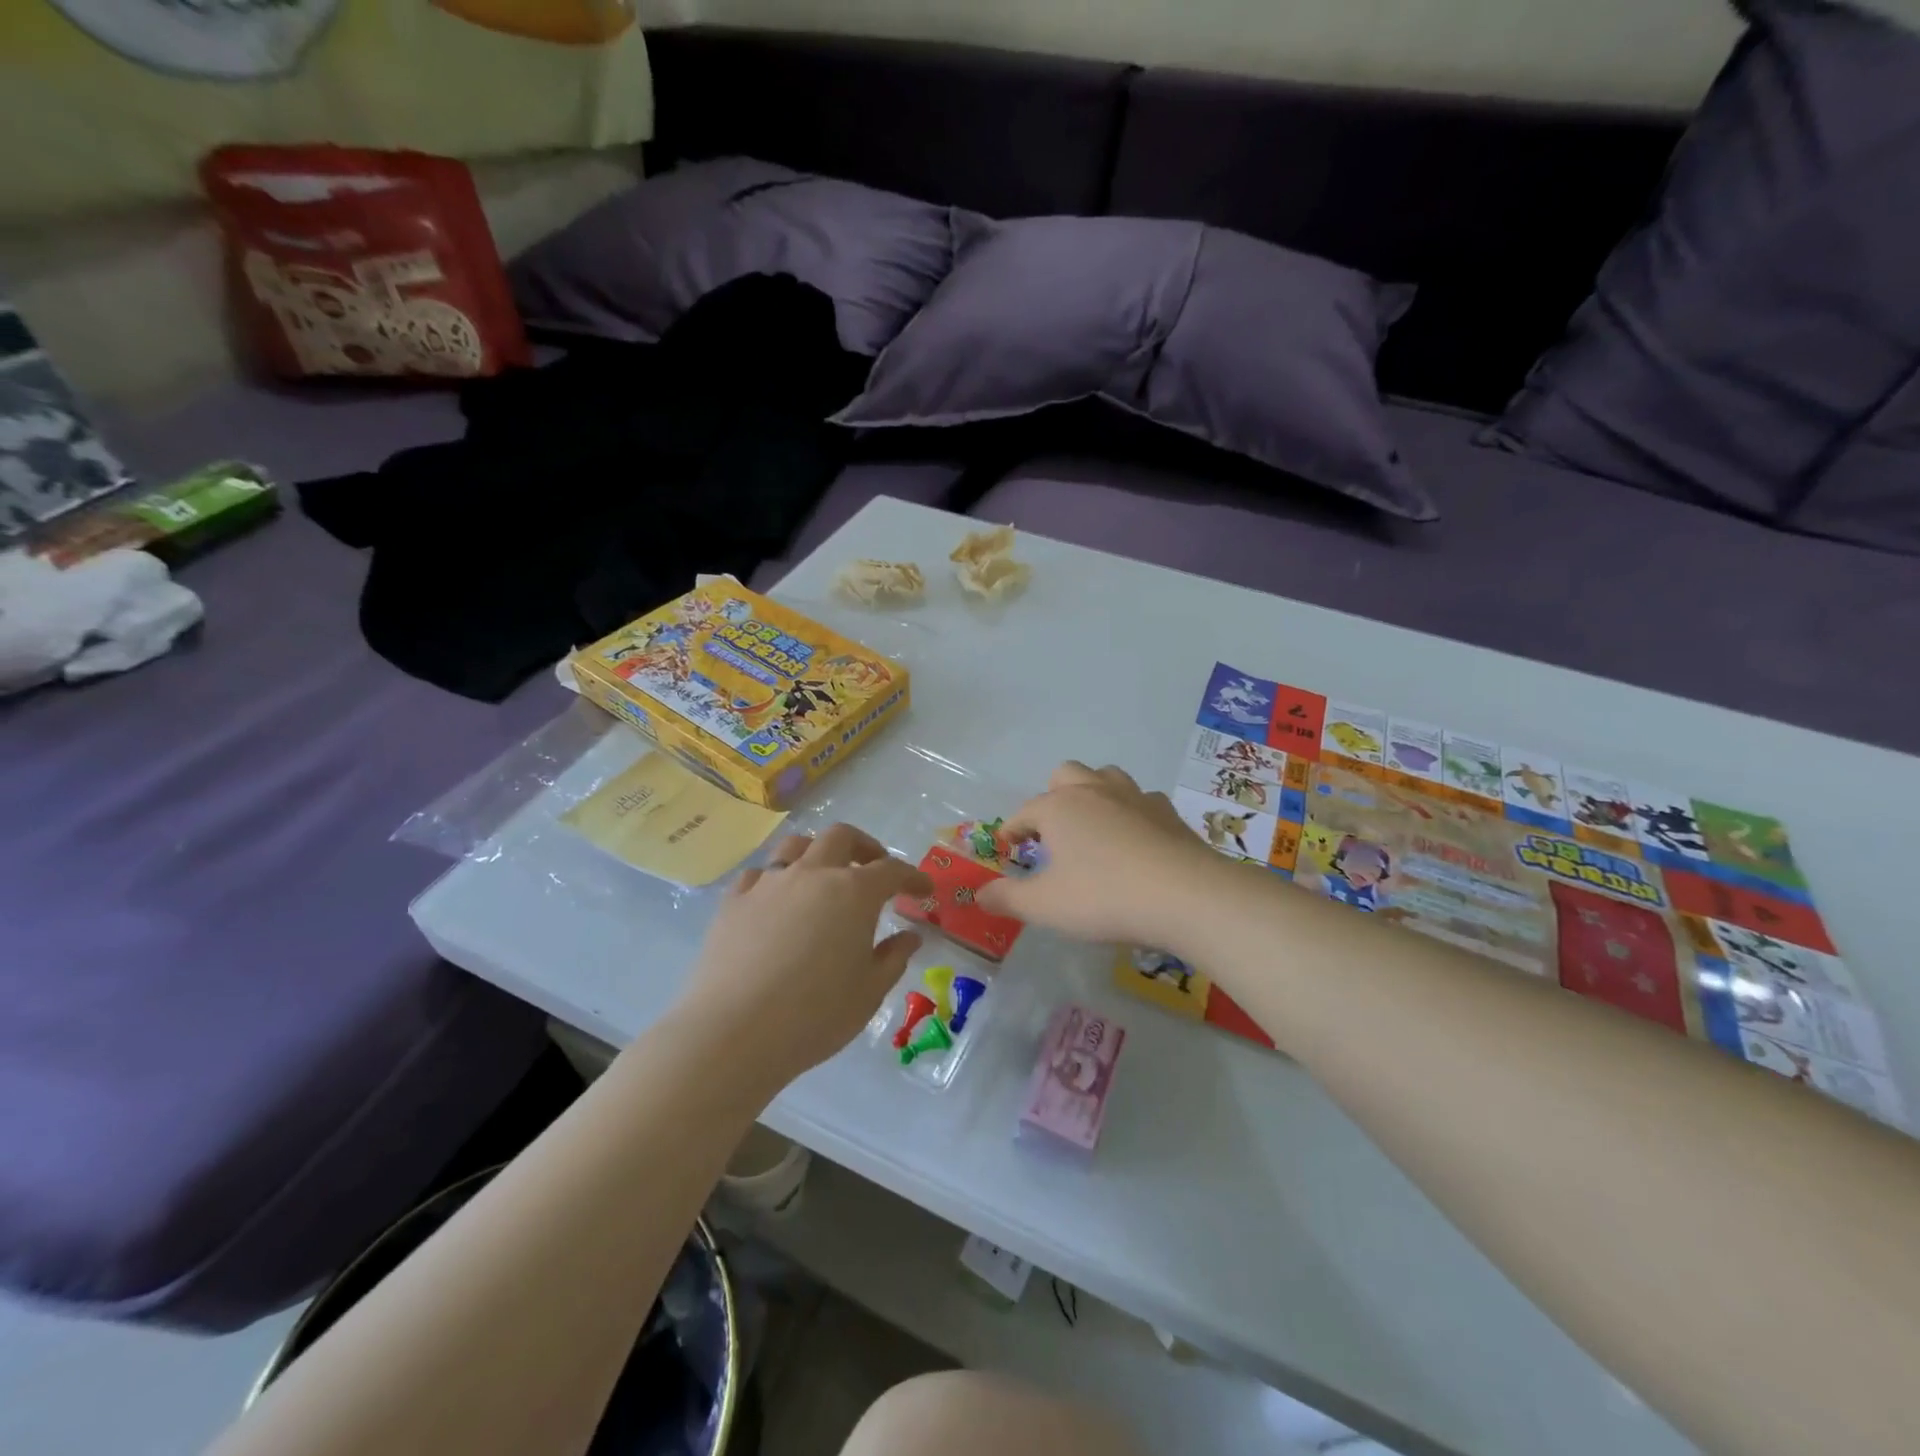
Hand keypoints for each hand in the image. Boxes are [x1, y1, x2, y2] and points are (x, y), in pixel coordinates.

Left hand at [679, 825, 932, 1090]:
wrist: (735, 1032)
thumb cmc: (815, 1015)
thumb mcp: (869, 992)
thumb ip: (893, 958)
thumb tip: (910, 937)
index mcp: (854, 893)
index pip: (892, 870)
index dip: (912, 877)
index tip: (923, 890)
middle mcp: (812, 874)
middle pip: (841, 837)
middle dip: (864, 847)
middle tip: (873, 869)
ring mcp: (769, 883)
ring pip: (796, 845)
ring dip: (818, 852)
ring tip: (824, 875)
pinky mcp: (734, 901)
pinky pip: (759, 874)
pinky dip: (776, 878)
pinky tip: (777, 901)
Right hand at [976, 762, 1224, 949]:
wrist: (1185, 896)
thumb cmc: (1104, 897)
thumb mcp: (1045, 906)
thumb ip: (1008, 898)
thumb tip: (980, 895)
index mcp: (1059, 808)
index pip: (1025, 812)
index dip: (1013, 828)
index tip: (1008, 845)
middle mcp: (1094, 792)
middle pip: (1066, 775)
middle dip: (1053, 796)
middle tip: (1053, 831)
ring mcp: (1135, 797)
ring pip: (1106, 777)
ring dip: (1094, 793)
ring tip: (1092, 825)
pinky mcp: (1168, 813)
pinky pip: (1142, 800)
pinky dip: (1131, 812)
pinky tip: (1135, 838)